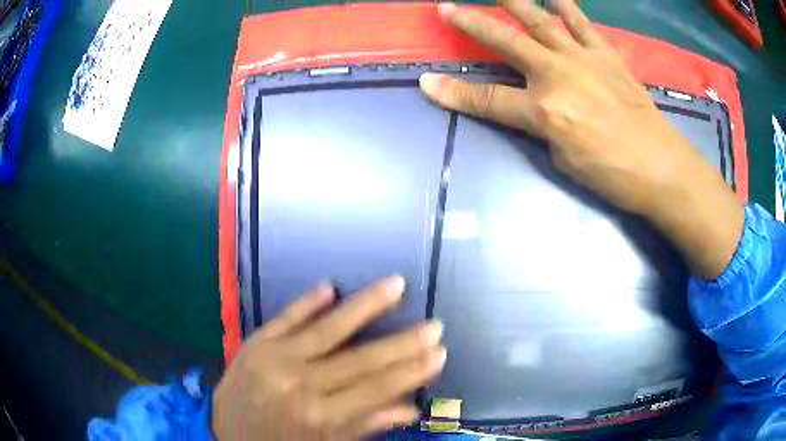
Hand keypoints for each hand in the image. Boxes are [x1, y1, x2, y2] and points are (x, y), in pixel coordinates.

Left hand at [212, 277, 445, 439]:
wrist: (223, 430)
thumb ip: (365, 424)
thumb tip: (409, 408)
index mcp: (320, 417)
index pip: (376, 389)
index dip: (411, 372)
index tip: (439, 353)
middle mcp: (301, 384)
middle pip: (360, 361)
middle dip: (402, 343)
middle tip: (434, 325)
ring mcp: (276, 358)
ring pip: (328, 329)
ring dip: (365, 306)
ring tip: (395, 285)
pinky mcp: (256, 342)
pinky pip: (285, 317)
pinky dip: (307, 302)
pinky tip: (330, 287)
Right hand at [420, 0, 705, 214]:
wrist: (662, 167)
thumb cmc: (613, 174)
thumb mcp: (564, 161)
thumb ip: (543, 127)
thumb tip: (535, 108)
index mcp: (544, 110)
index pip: (488, 100)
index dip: (454, 93)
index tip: (426, 82)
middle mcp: (557, 74)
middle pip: (506, 42)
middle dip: (472, 24)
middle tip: (447, 7)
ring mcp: (583, 59)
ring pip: (541, 20)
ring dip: (515, 1)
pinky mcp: (605, 55)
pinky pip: (581, 23)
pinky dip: (566, 6)